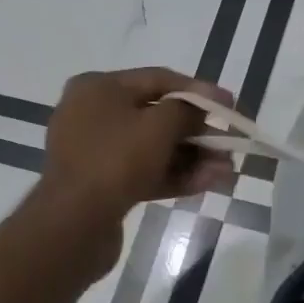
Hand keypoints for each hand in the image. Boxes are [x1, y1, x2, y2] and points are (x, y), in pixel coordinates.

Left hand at [34, 68, 235, 265]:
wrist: (73, 223)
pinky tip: (207, 184)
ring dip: (191, 158)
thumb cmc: (116, 160)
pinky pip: (142, 172)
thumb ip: (186, 110)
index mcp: (98, 88)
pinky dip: (173, 176)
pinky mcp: (101, 185)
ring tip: (226, 171)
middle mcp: (92, 114)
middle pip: (156, 116)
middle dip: (197, 133)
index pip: (158, 79)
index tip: (229, 105)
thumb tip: (198, 109)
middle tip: (230, 145)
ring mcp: (95, 152)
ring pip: (152, 149)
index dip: (199, 91)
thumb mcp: (158, 126)